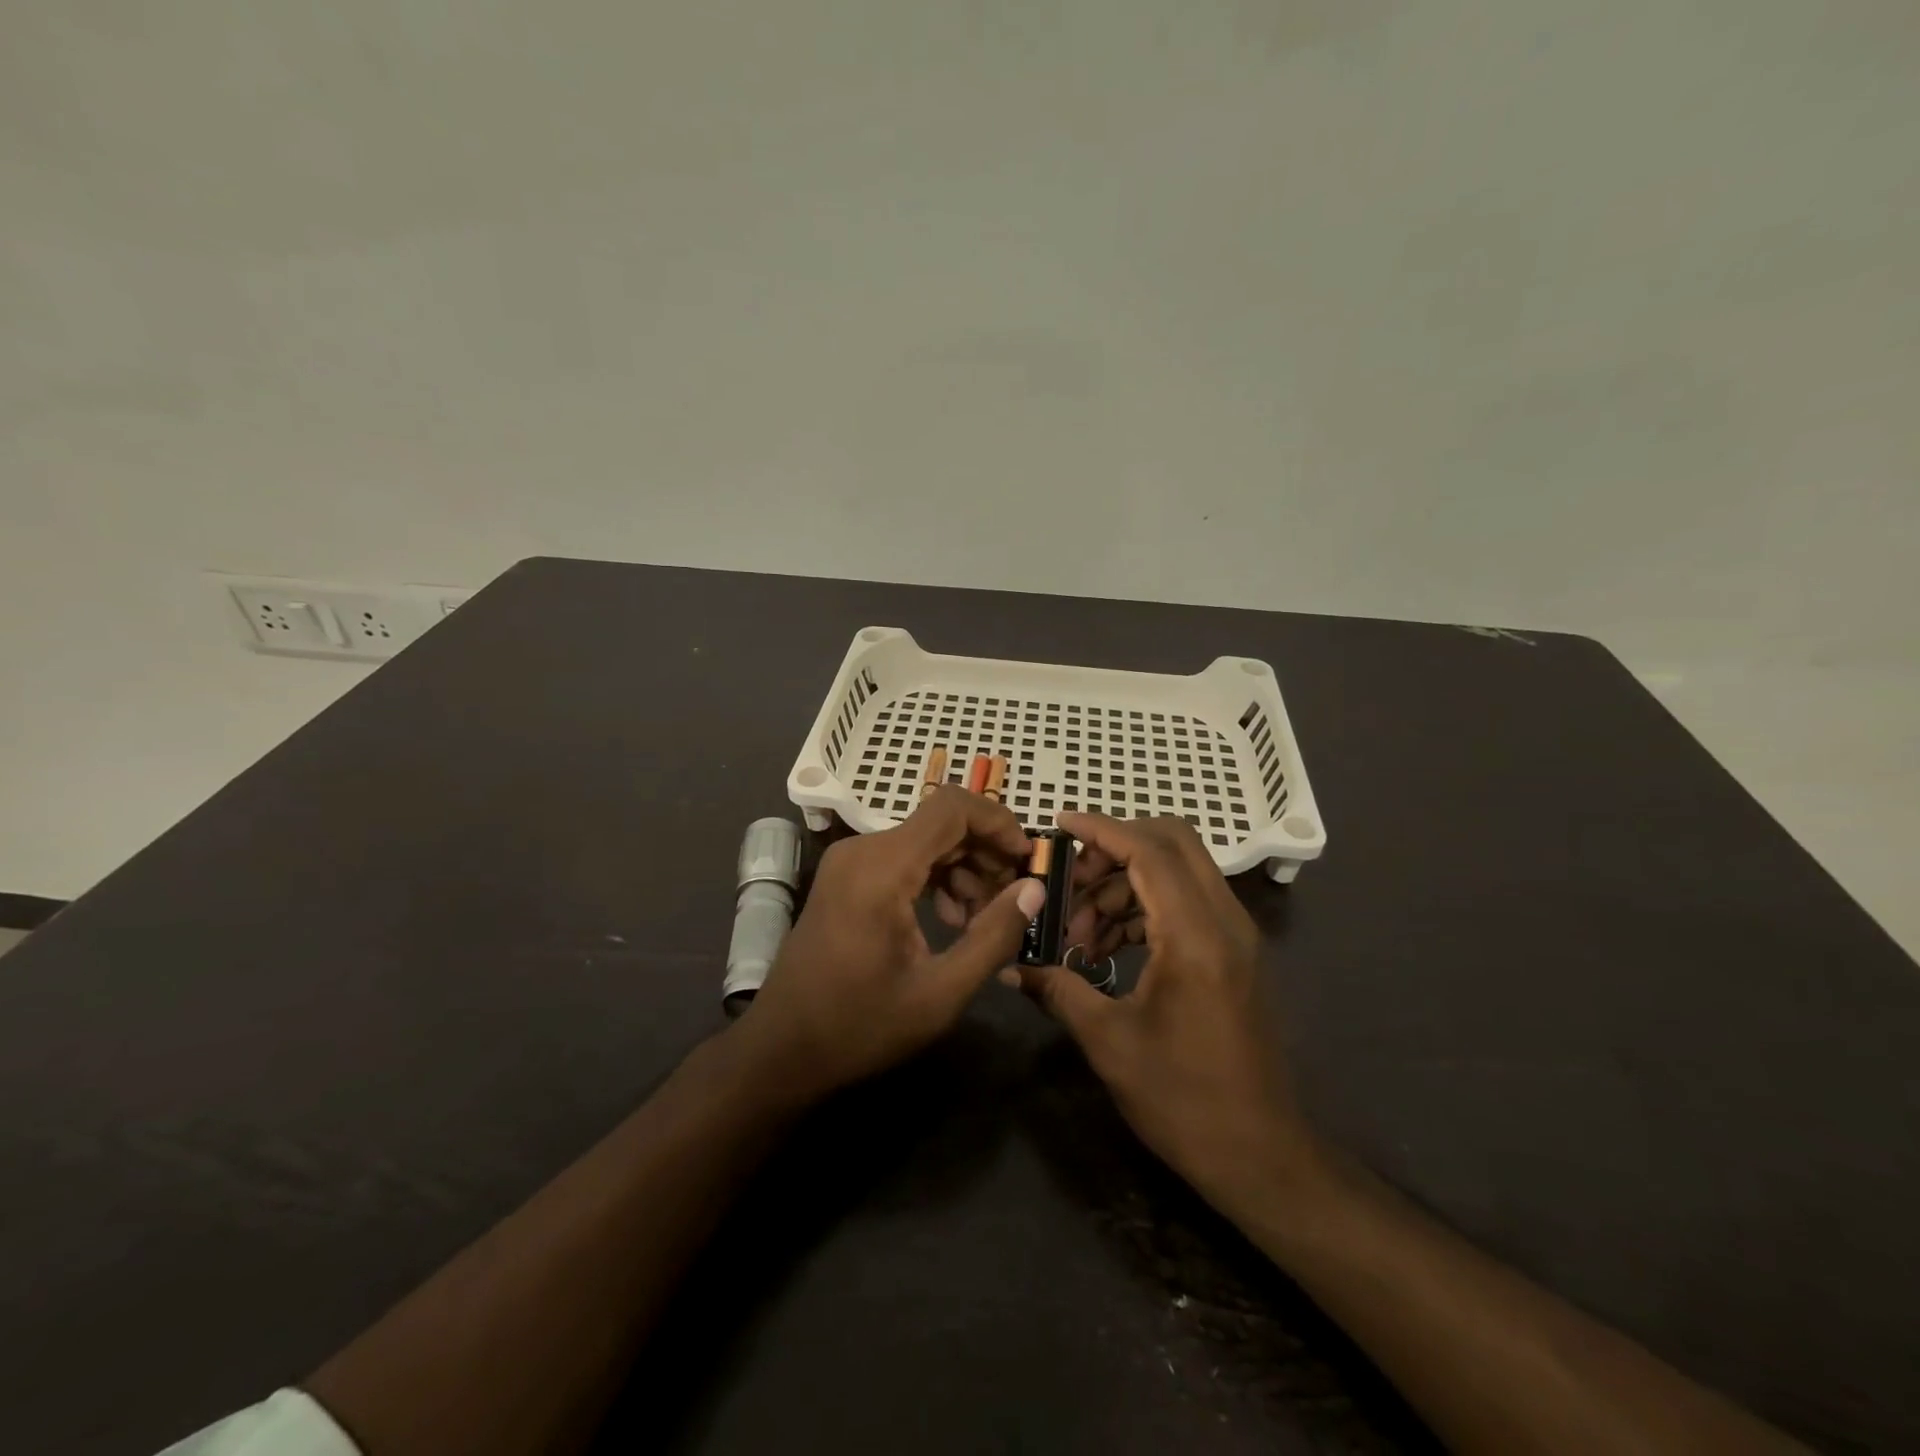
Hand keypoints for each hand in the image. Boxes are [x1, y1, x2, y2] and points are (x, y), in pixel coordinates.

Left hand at [739, 786, 1045, 1097]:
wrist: (782, 1049)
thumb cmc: (860, 1026)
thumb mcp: (940, 993)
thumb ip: (993, 936)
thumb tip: (1034, 888)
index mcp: (882, 868)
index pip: (952, 808)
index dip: (999, 822)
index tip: (1028, 859)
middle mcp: (863, 850)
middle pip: (941, 822)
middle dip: (985, 852)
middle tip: (1014, 896)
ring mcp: (850, 862)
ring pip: (925, 840)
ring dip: (964, 868)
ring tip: (984, 917)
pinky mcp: (847, 877)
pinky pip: (904, 858)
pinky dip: (936, 877)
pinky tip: (951, 918)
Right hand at [1014, 812, 1320, 1206]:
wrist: (1261, 1155)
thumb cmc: (1184, 1100)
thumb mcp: (1109, 1042)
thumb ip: (1059, 989)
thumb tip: (1013, 966)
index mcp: (1195, 936)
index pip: (1149, 851)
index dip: (1101, 829)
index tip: (1058, 824)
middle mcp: (1224, 921)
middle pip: (1172, 843)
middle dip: (1114, 847)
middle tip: (1069, 879)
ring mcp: (1234, 936)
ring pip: (1178, 871)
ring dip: (1125, 883)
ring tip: (1079, 930)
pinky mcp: (1233, 954)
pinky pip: (1185, 902)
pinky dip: (1144, 906)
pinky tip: (1106, 947)